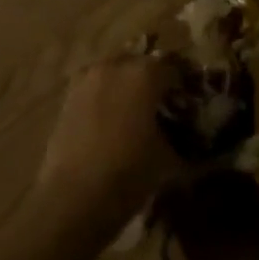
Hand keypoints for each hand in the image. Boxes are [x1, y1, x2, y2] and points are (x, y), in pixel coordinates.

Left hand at [33, 54, 182, 212]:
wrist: (75, 196)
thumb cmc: (131, 172)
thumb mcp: (169, 157)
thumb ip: (181, 136)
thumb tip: (188, 134)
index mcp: (145, 73)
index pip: (174, 68)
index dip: (185, 84)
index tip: (190, 101)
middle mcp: (114, 66)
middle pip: (141, 63)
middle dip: (153, 79)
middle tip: (163, 103)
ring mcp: (86, 80)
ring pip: (114, 72)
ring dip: (127, 85)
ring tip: (135, 111)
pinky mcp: (67, 98)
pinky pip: (95, 87)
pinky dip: (106, 97)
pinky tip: (112, 120)